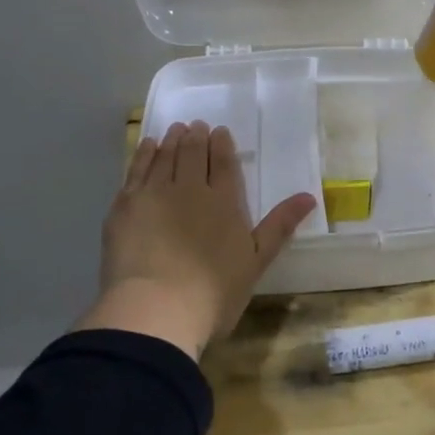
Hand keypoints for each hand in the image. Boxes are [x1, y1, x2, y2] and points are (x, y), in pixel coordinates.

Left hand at [85, 120, 315, 360]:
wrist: (155, 309)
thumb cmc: (213, 293)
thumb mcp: (256, 262)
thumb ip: (279, 226)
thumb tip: (309, 196)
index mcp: (223, 202)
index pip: (224, 164)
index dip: (222, 145)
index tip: (219, 131)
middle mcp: (189, 188)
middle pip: (193, 154)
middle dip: (197, 137)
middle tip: (196, 126)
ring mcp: (154, 194)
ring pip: (165, 156)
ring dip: (173, 140)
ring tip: (176, 130)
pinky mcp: (125, 205)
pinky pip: (136, 169)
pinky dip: (144, 154)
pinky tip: (148, 147)